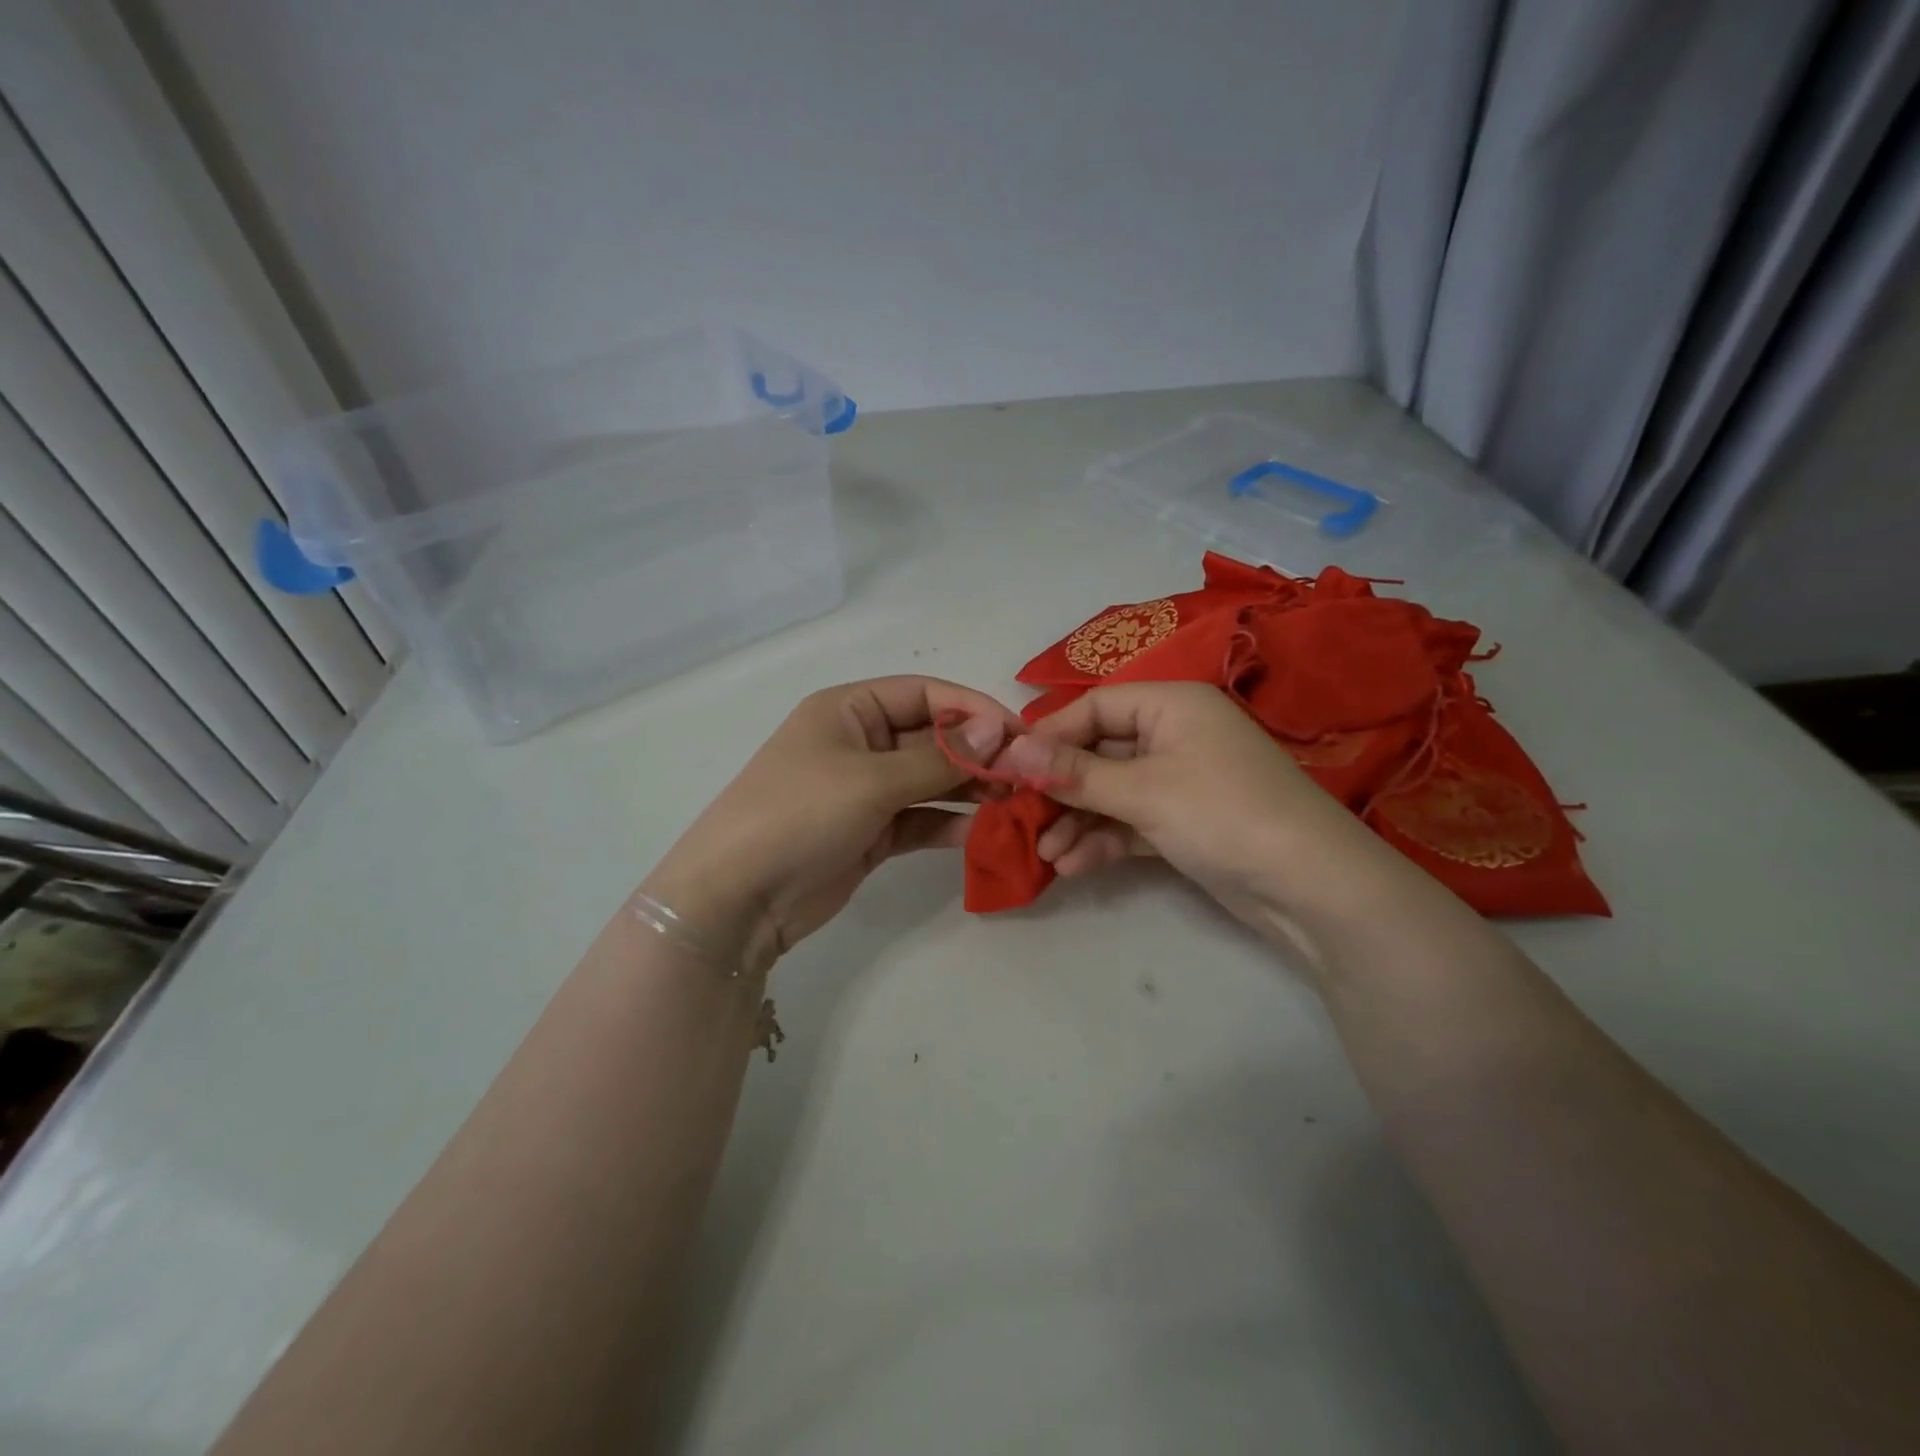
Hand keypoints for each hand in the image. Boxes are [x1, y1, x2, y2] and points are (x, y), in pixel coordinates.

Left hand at [642, 677, 1022, 976]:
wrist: (737, 898)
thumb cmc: (799, 814)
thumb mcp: (872, 779)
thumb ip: (940, 759)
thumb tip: (1000, 733)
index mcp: (850, 709)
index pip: (926, 694)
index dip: (975, 709)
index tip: (1022, 734)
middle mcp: (860, 742)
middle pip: (933, 738)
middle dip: (979, 756)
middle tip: (1029, 777)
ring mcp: (865, 790)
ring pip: (931, 782)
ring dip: (971, 792)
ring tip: (1017, 806)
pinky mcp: (870, 833)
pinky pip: (920, 820)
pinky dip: (949, 825)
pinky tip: (984, 834)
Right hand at [996, 682, 1405, 953]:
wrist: (1312, 888)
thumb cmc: (1223, 813)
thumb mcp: (1142, 790)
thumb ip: (1074, 772)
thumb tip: (1010, 751)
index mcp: (1171, 705)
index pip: (1094, 707)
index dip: (1049, 736)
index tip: (1007, 768)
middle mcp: (1175, 735)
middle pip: (1099, 752)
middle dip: (1060, 788)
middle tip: (1018, 818)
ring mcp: (1181, 782)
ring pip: (1112, 793)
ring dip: (1077, 821)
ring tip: (1043, 852)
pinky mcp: (1185, 823)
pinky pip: (1131, 823)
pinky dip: (1103, 840)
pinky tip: (1070, 866)